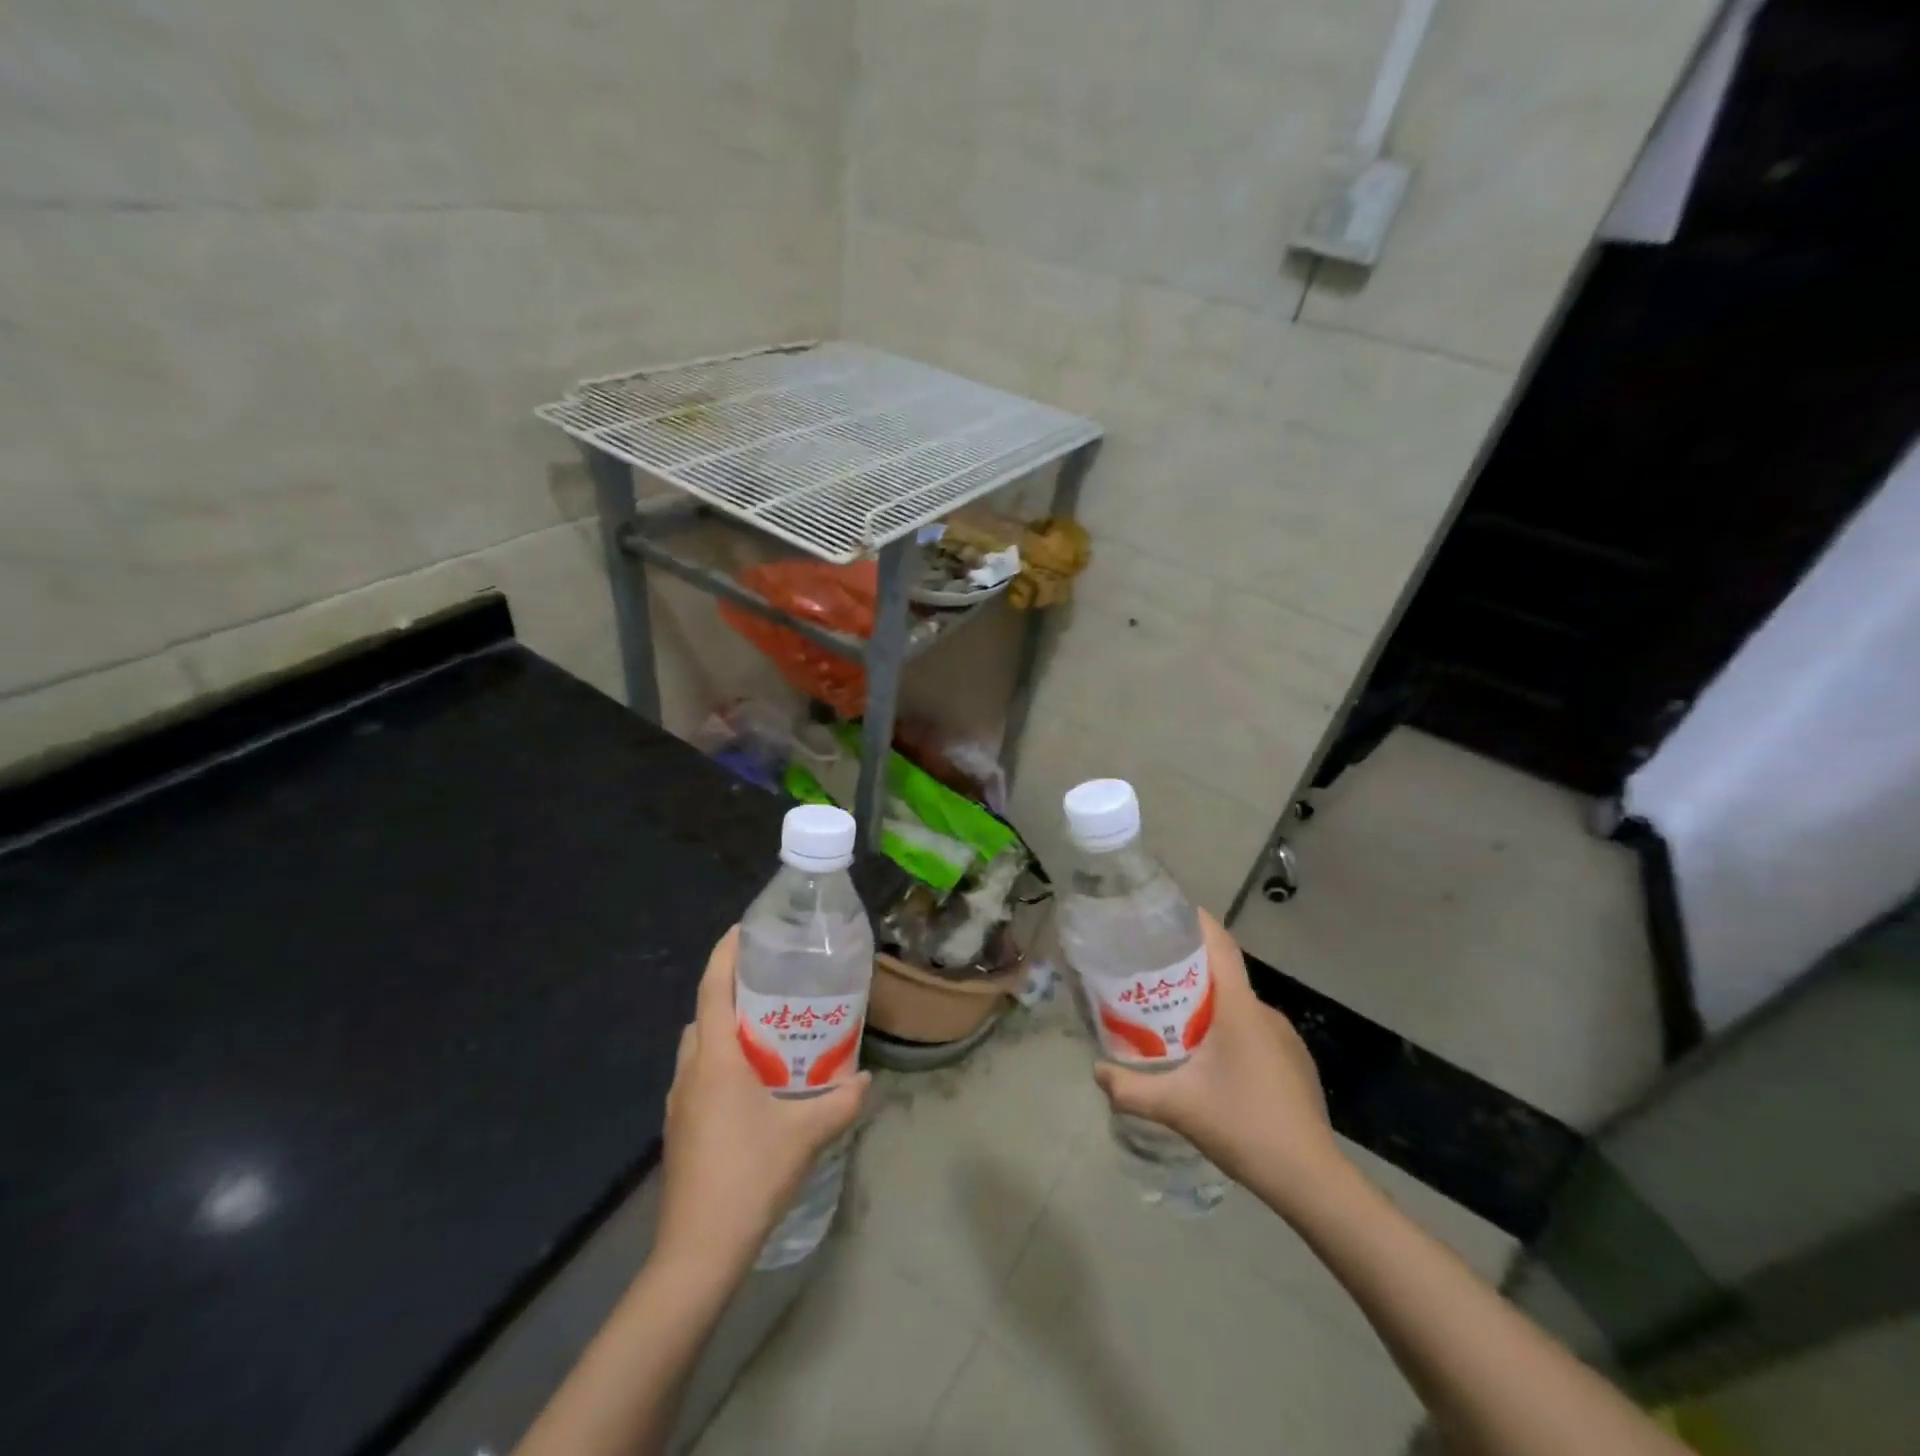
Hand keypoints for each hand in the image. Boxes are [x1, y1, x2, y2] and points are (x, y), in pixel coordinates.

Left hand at [655, 927, 870, 1276]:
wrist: (697, 1252)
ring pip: (699, 1046)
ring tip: (767, 1030)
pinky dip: (720, 1060)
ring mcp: (680, 1102)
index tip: (743, 929)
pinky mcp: (680, 1127)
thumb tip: (865, 1079)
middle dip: (731, 990)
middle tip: (772, 984)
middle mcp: (691, 1071)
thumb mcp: (805, 1134)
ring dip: (725, 1028)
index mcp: (715, 1059)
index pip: (713, 988)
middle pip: (705, 1013)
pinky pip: (699, 1074)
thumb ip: (841, 1102)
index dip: (725, 954)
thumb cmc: (749, 1176)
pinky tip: (753, 1083)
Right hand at [1093, 911, 1342, 1215]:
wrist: (1312, 1180)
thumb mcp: (1177, 1107)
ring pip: (1237, 1006)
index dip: (1196, 922)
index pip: (1220, 946)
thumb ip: (1131, 1089)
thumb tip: (1096, 1071)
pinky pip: (1253, 1030)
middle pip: (1223, 975)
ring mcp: (1284, 1038)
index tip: (1166, 914)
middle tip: (1149, 980)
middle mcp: (1265, 1012)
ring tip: (1171, 1023)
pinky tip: (1210, 1063)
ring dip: (1206, 1007)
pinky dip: (1227, 1031)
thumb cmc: (1244, 1126)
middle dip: (1187, 971)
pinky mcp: (1293, 1062)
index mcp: (1240, 1008)